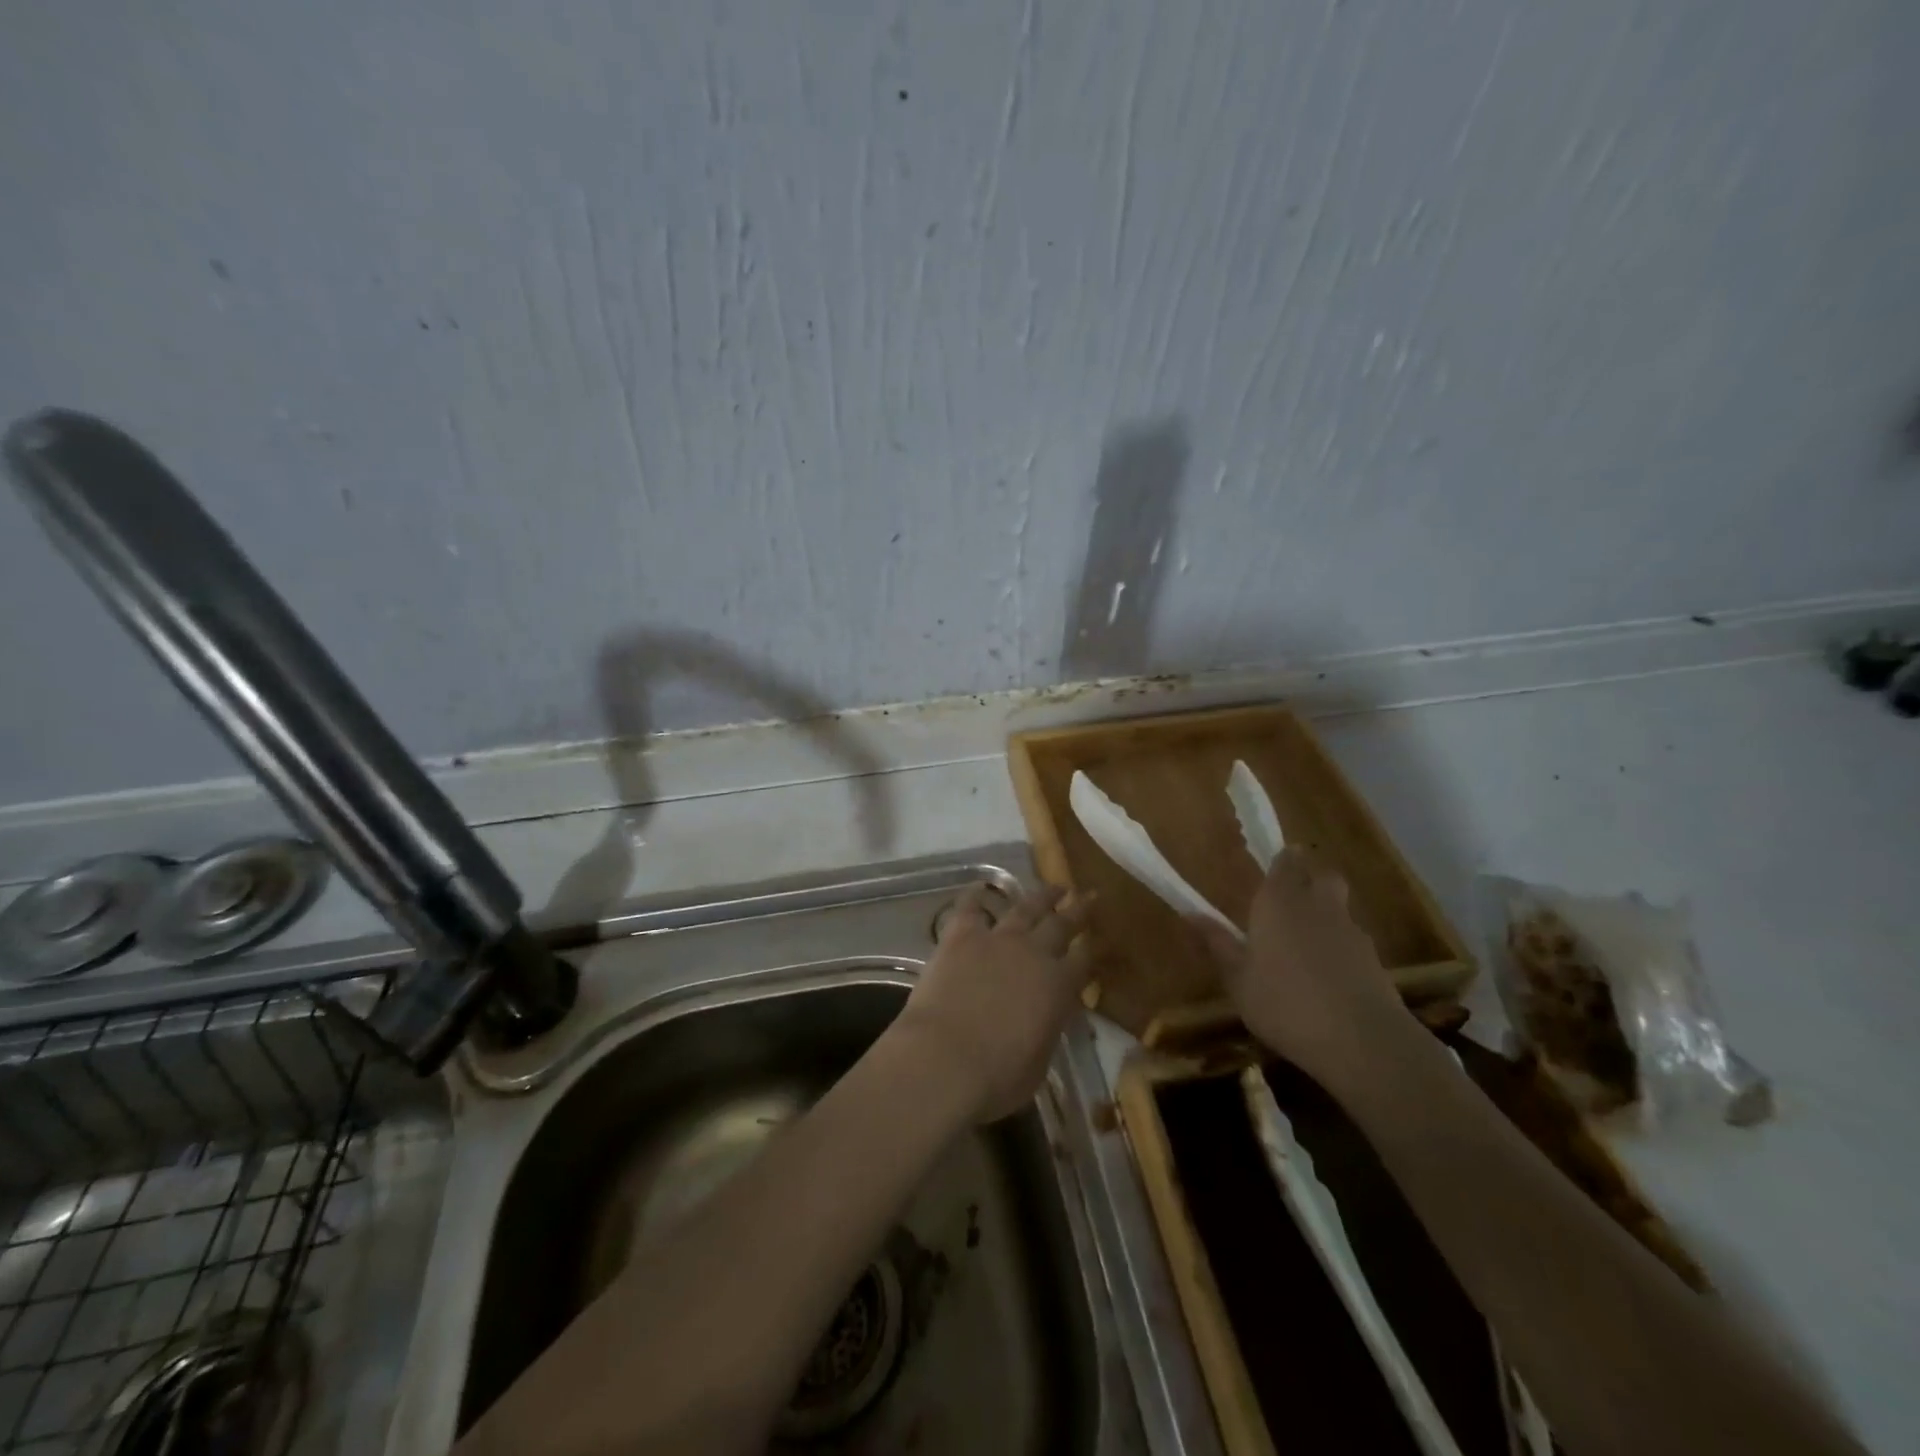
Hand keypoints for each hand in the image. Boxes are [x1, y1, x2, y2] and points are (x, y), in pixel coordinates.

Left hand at [895, 884, 1094, 1122]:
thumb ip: (1046, 1032)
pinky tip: (981, 886)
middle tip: (1089, 897)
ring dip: (1042, 896)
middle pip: (1062, 924)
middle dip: (1078, 910)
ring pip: (1025, 908)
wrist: (943, 1059)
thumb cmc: (996, 1077)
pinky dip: (976, 895)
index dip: (1094, 948)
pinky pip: (971, 907)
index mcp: (1058, 987)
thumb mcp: (1039, 1063)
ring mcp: (996, 940)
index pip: (1085, 960)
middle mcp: (1033, 954)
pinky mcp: (960, 936)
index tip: (1101, 938)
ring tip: (1055, 887)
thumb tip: (1046, 1020)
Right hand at [1195, 848, 1414, 1091]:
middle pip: (1322, 877)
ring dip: (1326, 918)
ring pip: (1340, 910)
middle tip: (1292, 901)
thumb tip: (1190, 914)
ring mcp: (1351, 933)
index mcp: (1279, 902)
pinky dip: (1341, 950)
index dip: (1282, 861)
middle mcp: (1318, 906)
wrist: (1361, 1042)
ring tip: (1306, 948)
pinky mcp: (1376, 961)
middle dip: (1311, 881)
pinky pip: (1353, 943)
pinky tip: (1328, 979)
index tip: (1274, 866)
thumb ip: (1218, 944)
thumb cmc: (1284, 1004)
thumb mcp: (1238, 979)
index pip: (1285, 863)